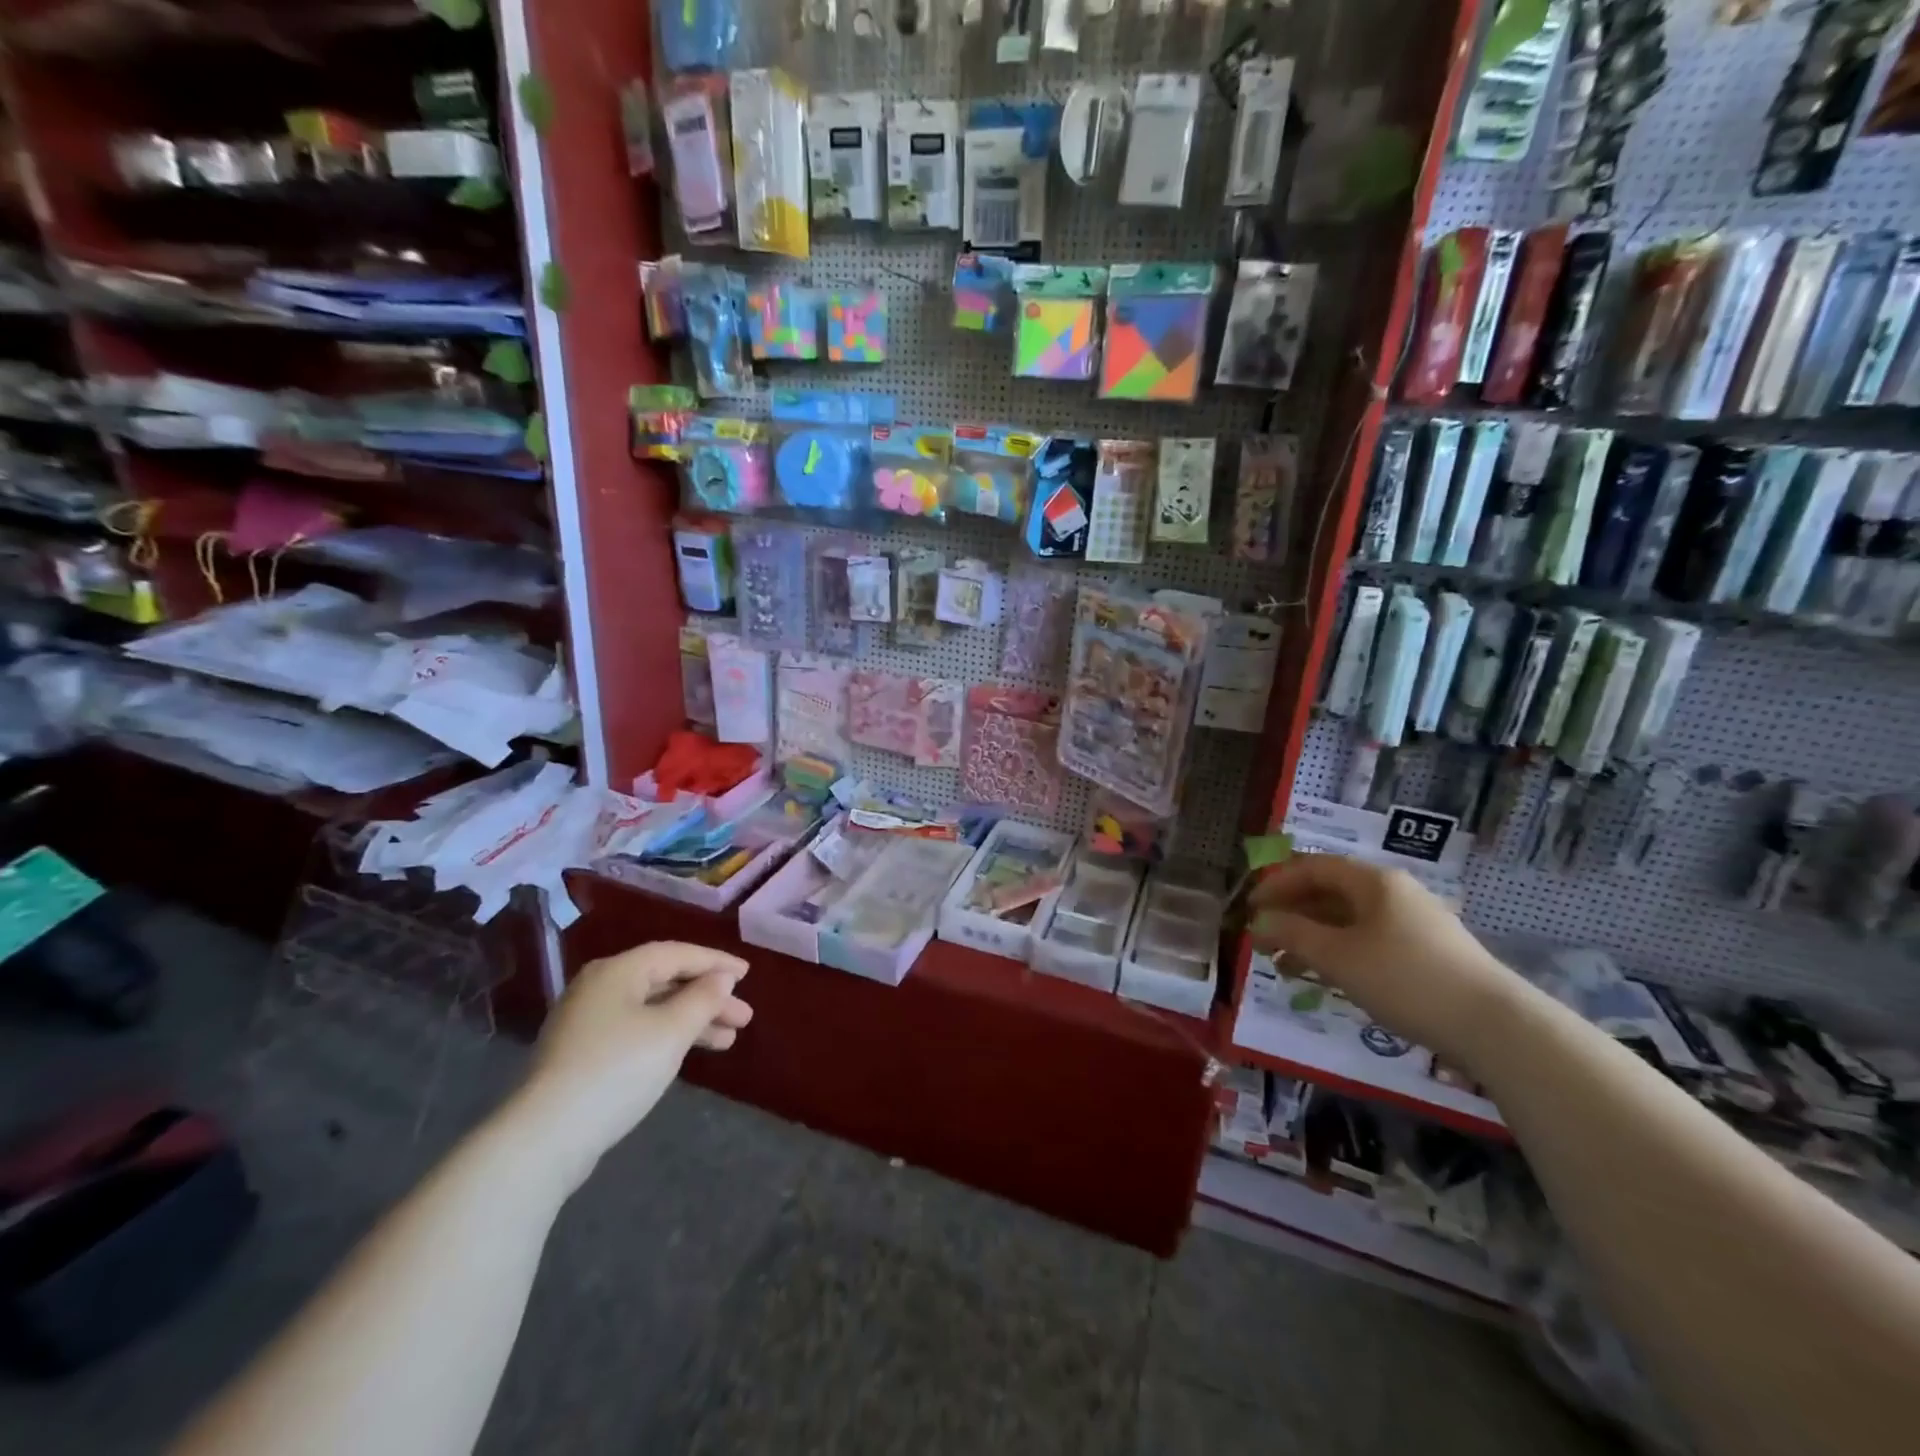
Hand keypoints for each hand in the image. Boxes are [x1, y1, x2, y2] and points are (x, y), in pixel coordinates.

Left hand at [506, 941, 752, 1189]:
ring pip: (652, 1009)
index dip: (716, 962)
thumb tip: (721, 978)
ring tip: (728, 1042)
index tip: (748, 974)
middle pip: (665, 981)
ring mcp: (586, 1021)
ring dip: (691, 1021)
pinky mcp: (581, 1053)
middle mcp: (599, 987)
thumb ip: (703, 998)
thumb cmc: (617, 1070)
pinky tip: (686, 1054)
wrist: (544, 1138)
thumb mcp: (671, 1031)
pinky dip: (667, 1036)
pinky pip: (637, 1030)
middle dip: (708, 998)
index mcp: (618, 970)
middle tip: (743, 1017)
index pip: (677, 954)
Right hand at [1248, 855, 1516, 1063]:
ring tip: (1283, 966)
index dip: (1276, 884)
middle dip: (1292, 914)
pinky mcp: (1426, 953)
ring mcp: (1413, 923)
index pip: (1313, 867)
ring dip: (1312, 938)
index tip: (1250, 908)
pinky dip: (1339, 953)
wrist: (1494, 1026)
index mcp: (1373, 882)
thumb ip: (1292, 934)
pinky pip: (1368, 941)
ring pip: (1348, 921)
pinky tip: (1324, 978)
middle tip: (1262, 938)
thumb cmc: (1404, 979)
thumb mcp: (1337, 956)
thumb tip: (1260, 921)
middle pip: (1330, 893)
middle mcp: (1394, 893)